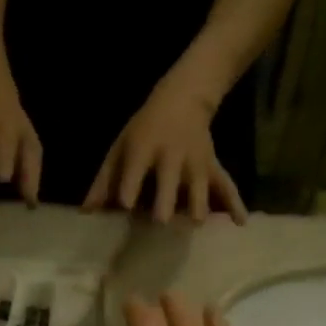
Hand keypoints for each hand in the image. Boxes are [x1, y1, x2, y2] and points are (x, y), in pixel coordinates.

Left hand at [82, 78, 247, 224]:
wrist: (183, 98)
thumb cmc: (144, 129)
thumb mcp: (119, 147)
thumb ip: (103, 181)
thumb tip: (86, 213)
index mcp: (144, 149)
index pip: (135, 169)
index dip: (129, 187)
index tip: (125, 206)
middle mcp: (171, 157)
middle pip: (169, 183)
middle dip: (165, 203)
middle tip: (160, 223)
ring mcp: (195, 164)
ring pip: (199, 189)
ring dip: (197, 209)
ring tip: (192, 227)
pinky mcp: (213, 168)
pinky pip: (226, 186)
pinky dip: (235, 204)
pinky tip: (240, 223)